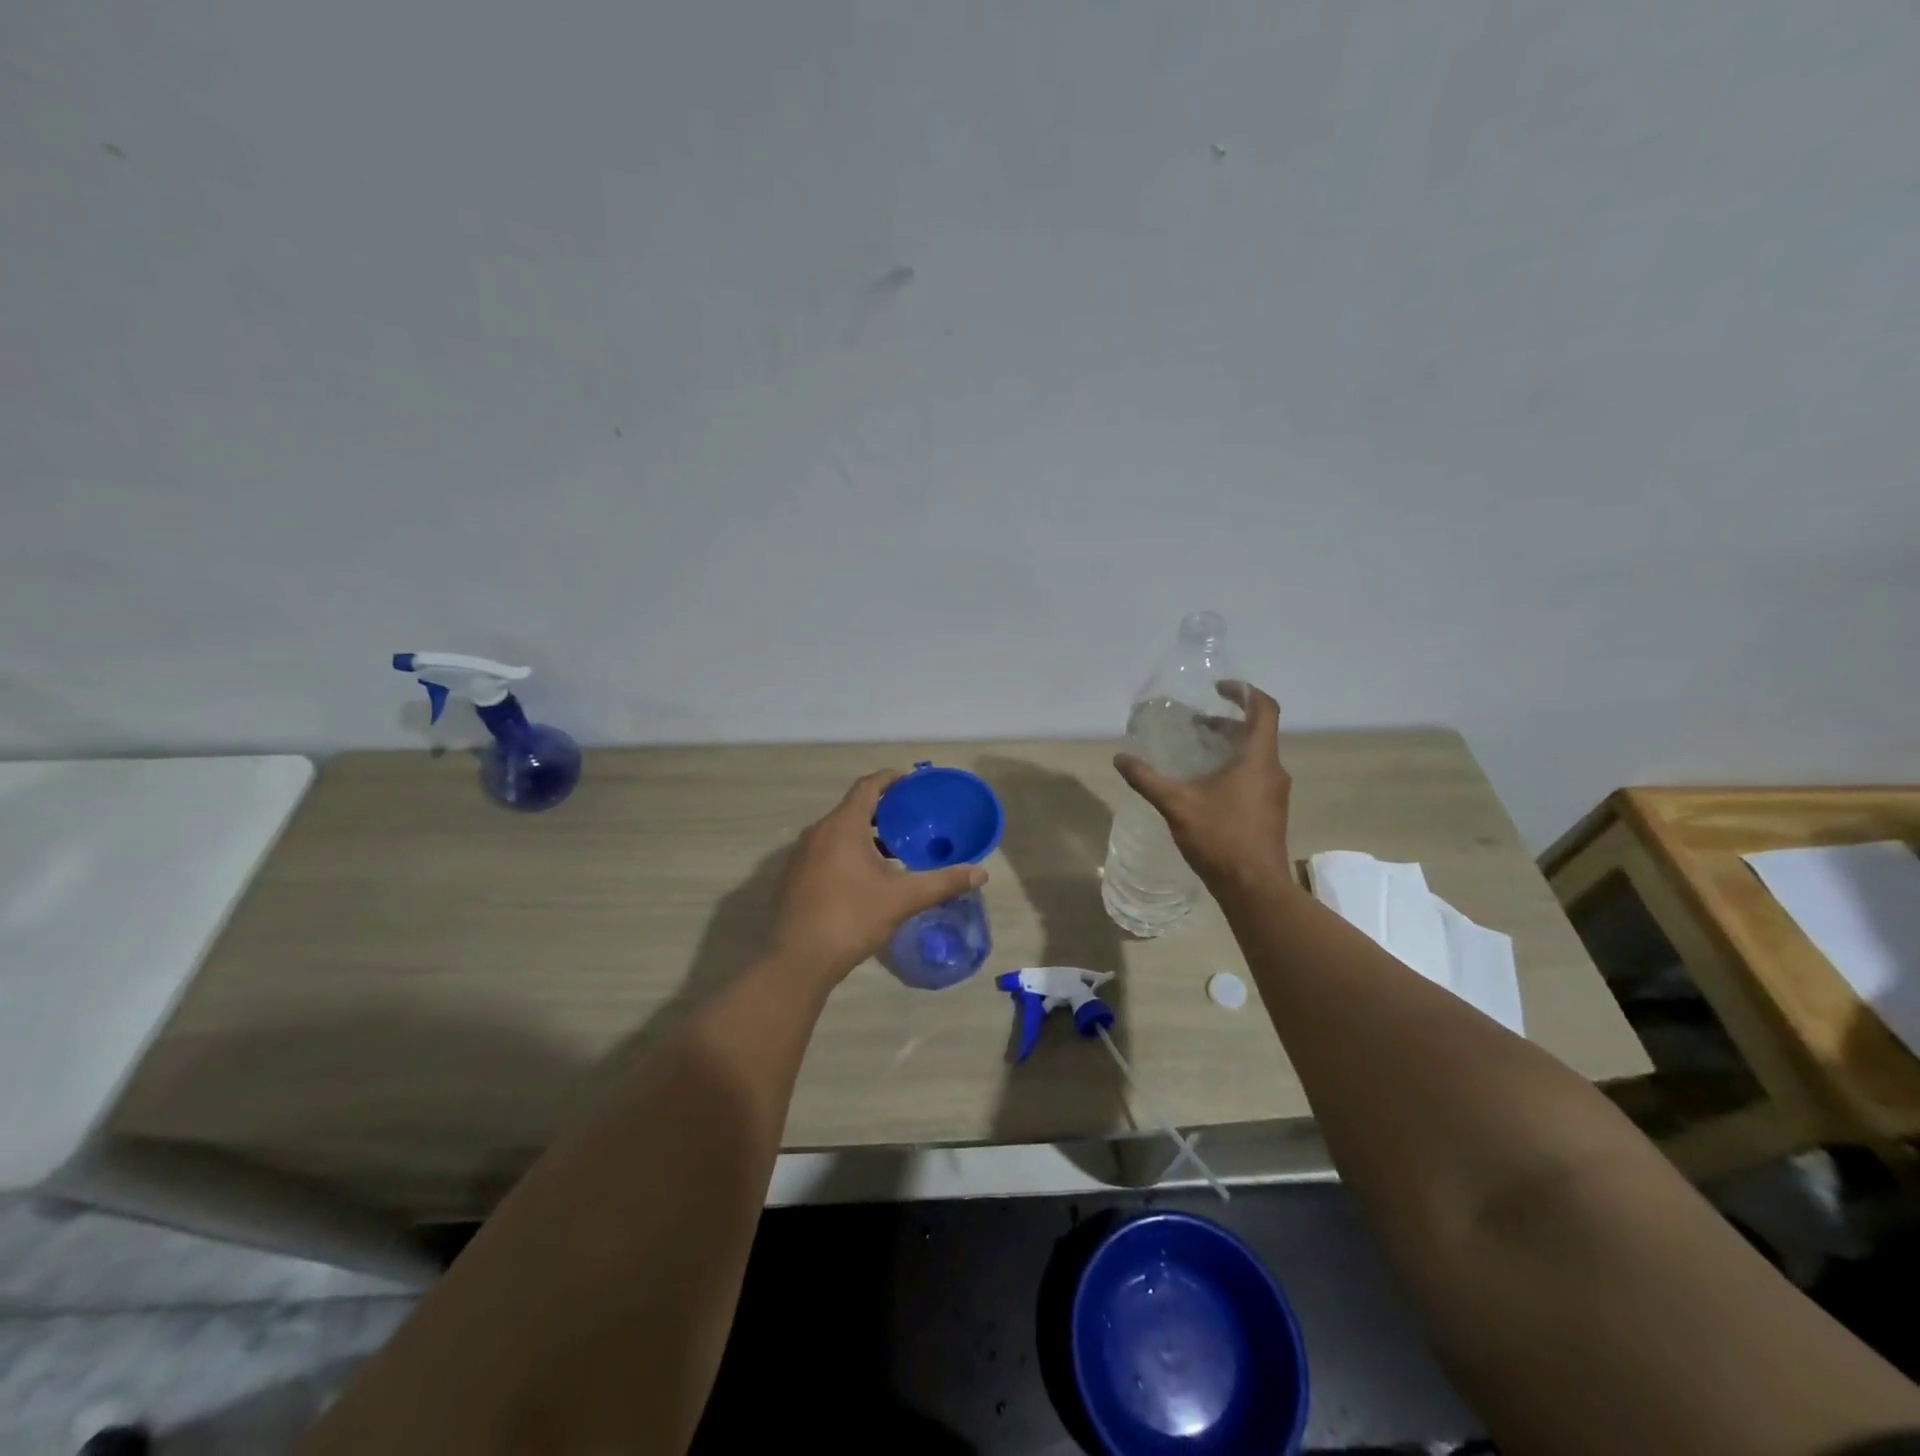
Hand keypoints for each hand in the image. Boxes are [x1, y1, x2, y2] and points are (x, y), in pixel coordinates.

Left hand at [767, 770, 988, 985]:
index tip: (912, 782)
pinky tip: (867, 876)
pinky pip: (826, 850)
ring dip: (866, 834)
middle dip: (883, 810)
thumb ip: (942, 882)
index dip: (890, 779)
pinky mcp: (795, 876)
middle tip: (912, 819)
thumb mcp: (902, 899)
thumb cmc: (850, 918)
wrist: (797, 960)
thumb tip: (981, 873)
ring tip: (895, 849)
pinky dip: (849, 851)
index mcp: (842, 826)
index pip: (867, 786)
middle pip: (853, 808)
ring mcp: (802, 855)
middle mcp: (818, 832)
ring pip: (839, 831)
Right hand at [1114, 682, 1294, 894]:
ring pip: (1254, 756)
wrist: (1254, 888)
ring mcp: (1274, 793)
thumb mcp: (1177, 805)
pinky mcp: (1270, 812)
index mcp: (1257, 759)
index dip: (1243, 692)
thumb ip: (1147, 779)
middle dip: (1226, 723)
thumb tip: (1120, 758)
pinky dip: (1232, 769)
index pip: (1263, 709)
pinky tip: (1205, 787)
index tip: (1218, 690)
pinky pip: (1254, 776)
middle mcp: (1272, 770)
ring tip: (1195, 752)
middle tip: (1195, 724)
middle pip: (1256, 732)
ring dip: (1228, 747)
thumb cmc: (1221, 838)